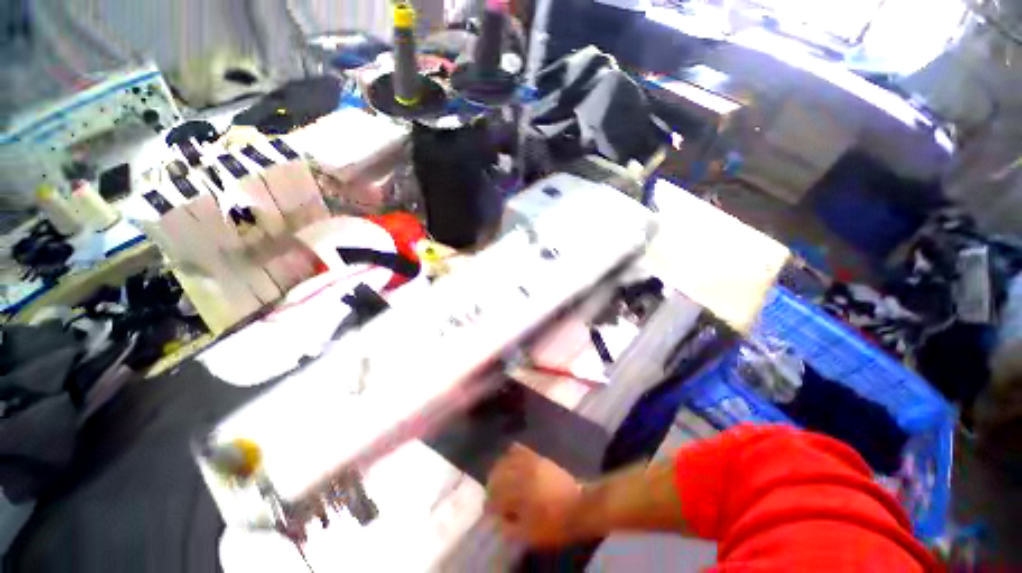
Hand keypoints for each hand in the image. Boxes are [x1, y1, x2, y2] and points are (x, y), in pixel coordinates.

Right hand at [485, 443, 584, 547]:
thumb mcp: (530, 535)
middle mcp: (522, 474)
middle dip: (492, 485)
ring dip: (498, 469)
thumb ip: (510, 527)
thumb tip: (498, 517)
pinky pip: (519, 449)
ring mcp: (530, 462)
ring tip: (499, 478)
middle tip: (493, 495)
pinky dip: (510, 454)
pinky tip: (509, 459)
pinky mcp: (538, 457)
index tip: (490, 510)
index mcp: (519, 494)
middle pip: (497, 474)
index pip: (495, 495)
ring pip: (505, 460)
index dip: (490, 504)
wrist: (579, 506)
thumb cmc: (555, 524)